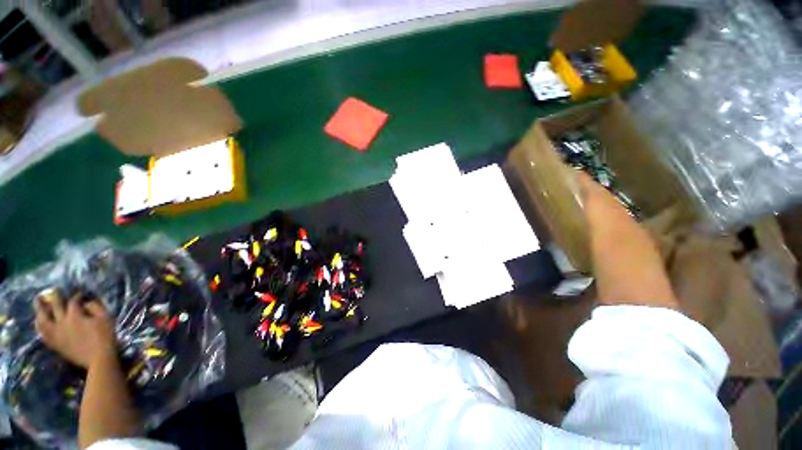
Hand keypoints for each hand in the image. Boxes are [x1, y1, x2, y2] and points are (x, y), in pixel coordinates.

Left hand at [34, 291, 116, 368]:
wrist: (99, 359)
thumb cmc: (105, 336)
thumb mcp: (106, 319)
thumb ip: (95, 307)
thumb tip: (87, 302)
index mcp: (75, 315)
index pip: (73, 301)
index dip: (77, 296)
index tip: (81, 294)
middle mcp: (62, 322)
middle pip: (54, 306)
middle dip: (54, 297)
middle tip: (53, 291)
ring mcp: (57, 333)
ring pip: (43, 319)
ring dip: (40, 310)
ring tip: (38, 303)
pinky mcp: (55, 343)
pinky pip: (43, 333)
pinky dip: (39, 325)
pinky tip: (39, 322)